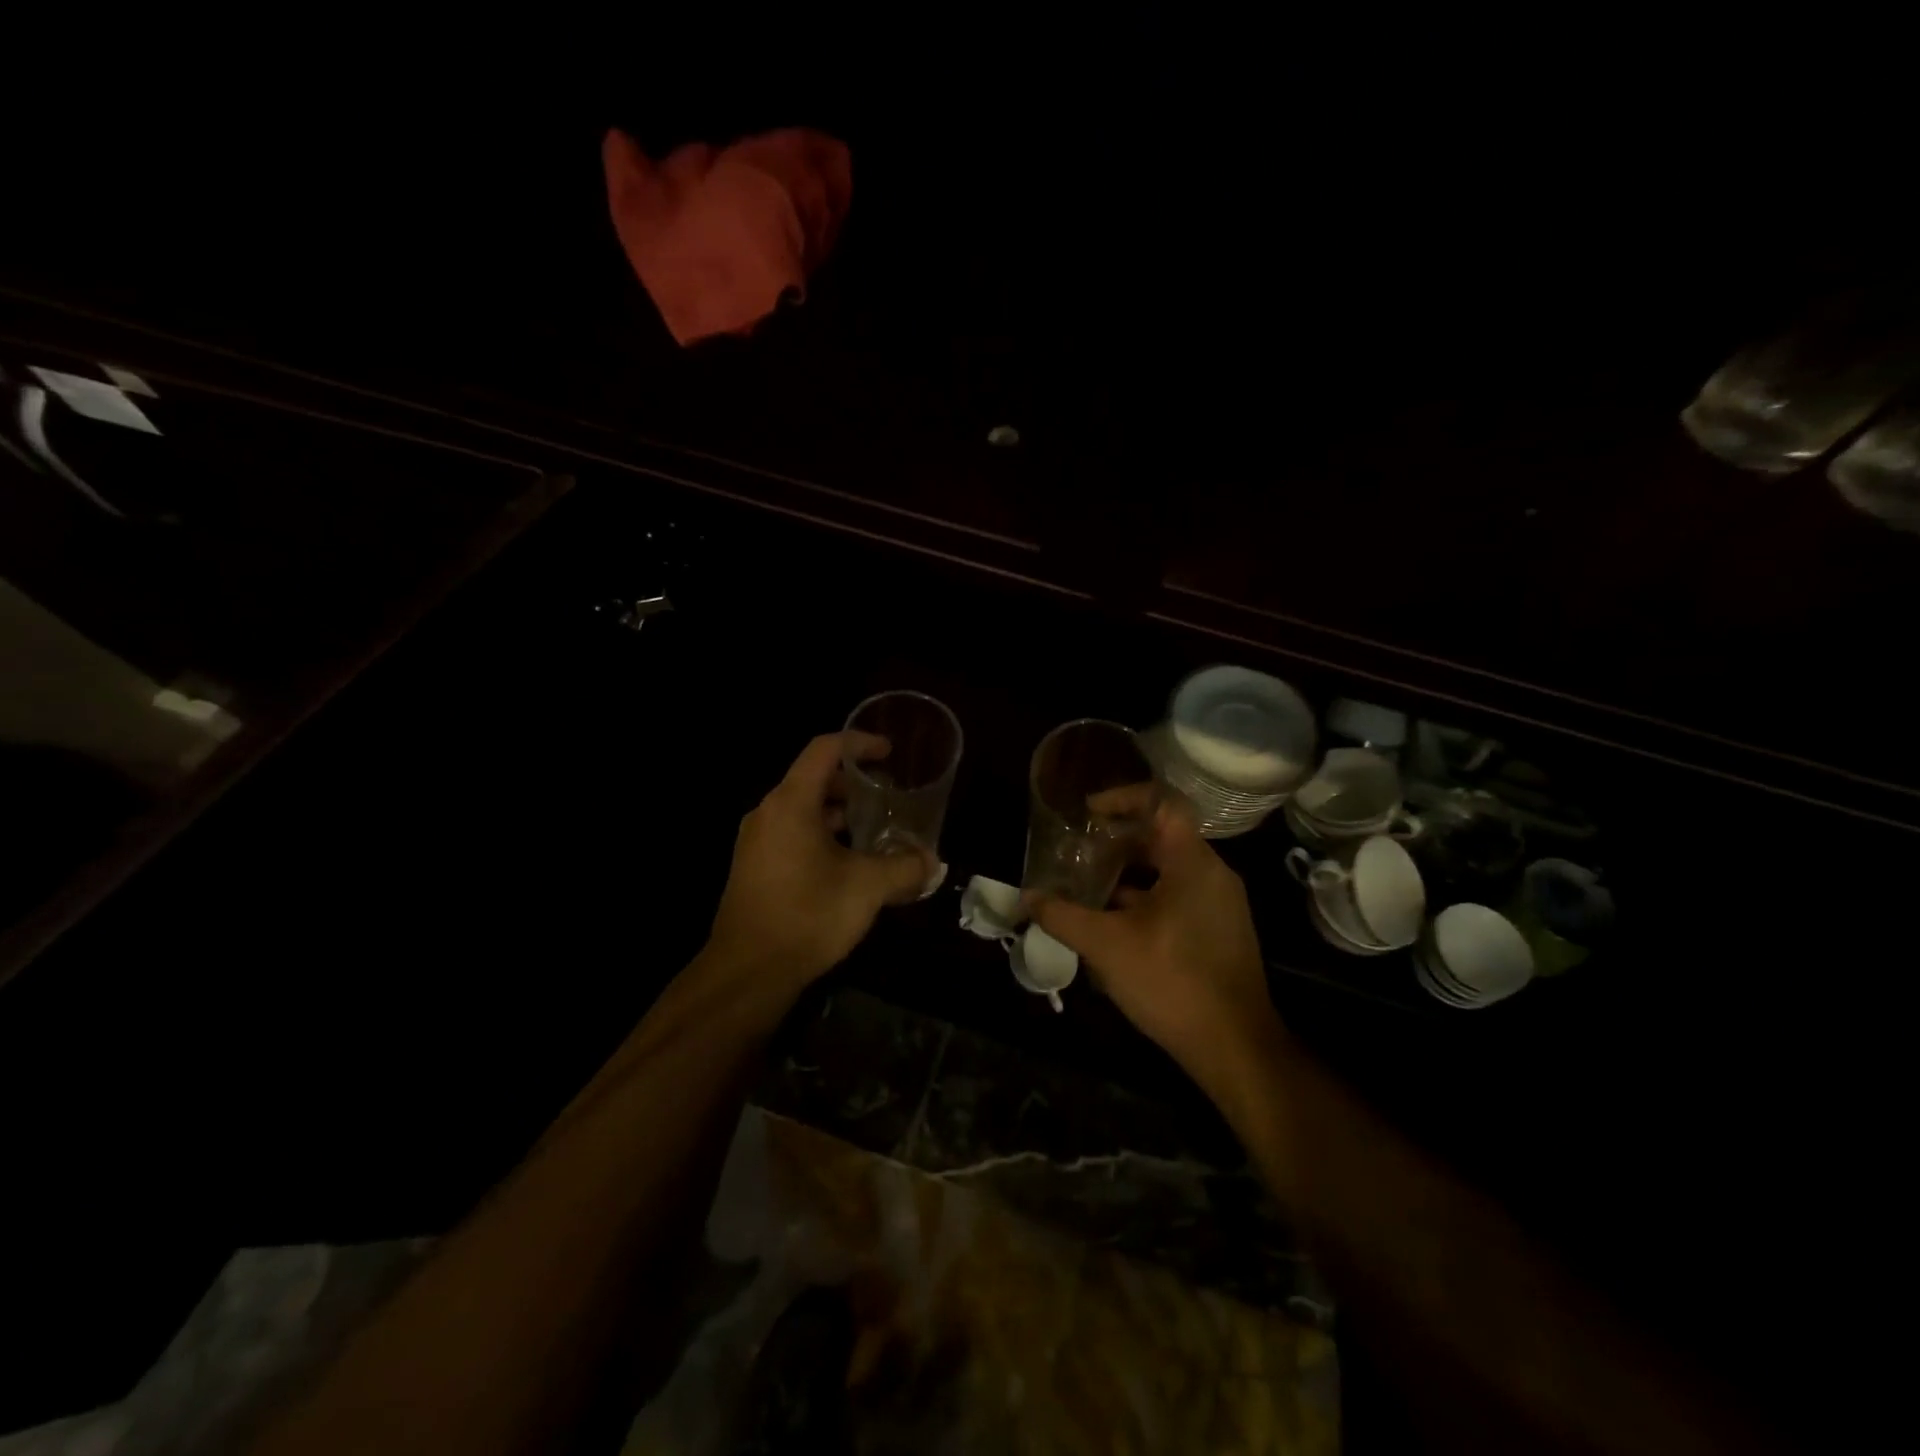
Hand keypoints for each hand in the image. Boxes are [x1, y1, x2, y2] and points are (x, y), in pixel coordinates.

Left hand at [704, 732, 930, 995]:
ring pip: (803, 810)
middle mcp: (768, 813)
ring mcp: (757, 842)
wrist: (748, 972)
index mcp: (791, 803)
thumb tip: (933, 861)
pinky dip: (822, 835)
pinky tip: (849, 863)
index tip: (889, 752)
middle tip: (888, 794)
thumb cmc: (808, 915)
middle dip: (854, 782)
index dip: (859, 743)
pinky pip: (793, 835)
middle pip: (813, 778)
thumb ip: (905, 867)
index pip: (824, 749)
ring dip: (839, 813)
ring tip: (875, 829)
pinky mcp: (755, 868)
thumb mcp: (867, 887)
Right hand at [1028, 801, 1280, 1094]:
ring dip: (1126, 873)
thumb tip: (1027, 897)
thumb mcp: (1107, 946)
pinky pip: (1176, 896)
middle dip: (1115, 841)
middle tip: (1076, 850)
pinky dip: (1143, 898)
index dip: (1121, 798)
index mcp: (1193, 863)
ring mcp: (1218, 904)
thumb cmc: (1172, 982)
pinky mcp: (1217, 931)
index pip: (1161, 803)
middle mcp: (1212, 874)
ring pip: (1167, 870)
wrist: (1234, 1047)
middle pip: (1161, 836)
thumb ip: (1063, 916)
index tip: (1087, 812)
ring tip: (1086, 884)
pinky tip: (1111, 922)